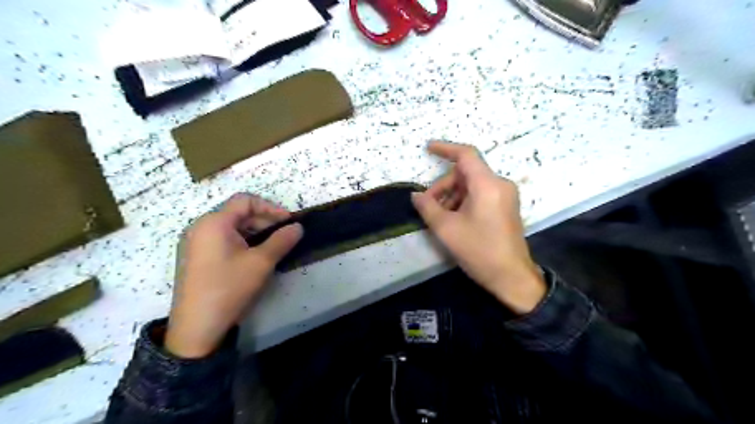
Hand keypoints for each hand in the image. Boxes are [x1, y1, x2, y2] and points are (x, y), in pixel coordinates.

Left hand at [165, 194, 302, 356]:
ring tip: (271, 248)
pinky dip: (241, 242)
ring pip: (230, 227)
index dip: (270, 207)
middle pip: (237, 212)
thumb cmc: (229, 288)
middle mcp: (200, 227)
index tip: (287, 222)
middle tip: (282, 236)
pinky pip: (222, 240)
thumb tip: (298, 227)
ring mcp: (195, 243)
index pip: (245, 200)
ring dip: (254, 232)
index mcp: (214, 223)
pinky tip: (252, 258)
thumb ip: (282, 240)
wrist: (196, 328)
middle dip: (263, 220)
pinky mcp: (195, 257)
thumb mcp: (261, 263)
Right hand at [411, 142, 545, 313]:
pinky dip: (464, 201)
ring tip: (440, 217)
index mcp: (487, 185)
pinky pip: (480, 194)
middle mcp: (499, 184)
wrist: (511, 277)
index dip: (445, 149)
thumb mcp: (446, 229)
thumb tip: (416, 195)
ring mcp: (505, 195)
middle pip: (465, 173)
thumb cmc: (479, 250)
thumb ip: (427, 207)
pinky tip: (454, 219)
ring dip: (452, 195)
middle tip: (428, 205)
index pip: (465, 155)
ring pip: (471, 185)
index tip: (427, 148)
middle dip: (443, 185)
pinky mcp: (506, 206)